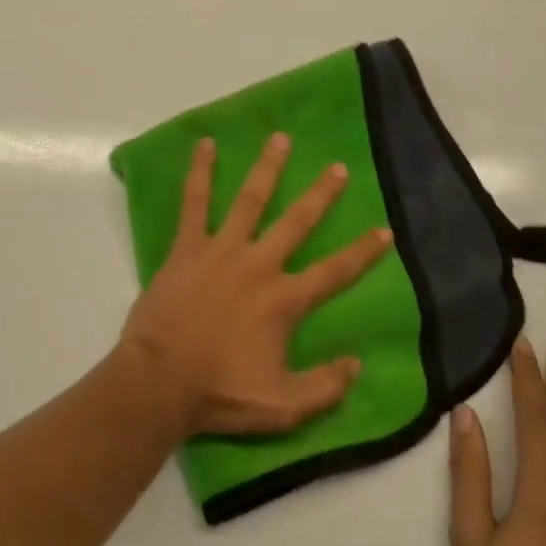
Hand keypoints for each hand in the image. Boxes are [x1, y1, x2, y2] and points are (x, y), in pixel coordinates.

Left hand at [118, 133, 394, 437]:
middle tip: (338, 167)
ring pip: (250, 199)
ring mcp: (222, 249)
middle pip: (296, 222)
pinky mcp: (188, 245)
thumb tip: (358, 364)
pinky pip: (194, 201)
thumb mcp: (283, 407)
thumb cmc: (220, 394)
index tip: (385, 229)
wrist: (160, 380)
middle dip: (321, 194)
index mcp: (283, 300)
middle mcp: (258, 264)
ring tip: (280, 138)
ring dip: (267, 168)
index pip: (334, 272)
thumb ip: (325, 387)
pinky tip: (204, 144)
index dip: (363, 252)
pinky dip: (200, 172)